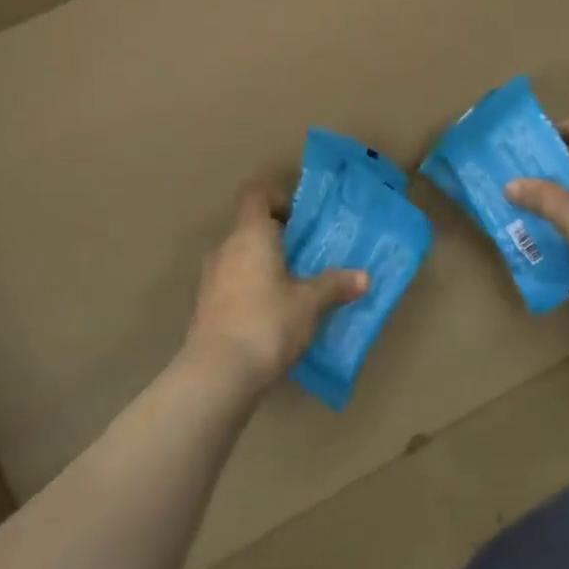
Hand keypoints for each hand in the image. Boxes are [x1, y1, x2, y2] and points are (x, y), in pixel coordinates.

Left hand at [185, 178, 367, 391]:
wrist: (217, 374)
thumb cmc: (267, 323)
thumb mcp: (309, 304)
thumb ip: (334, 285)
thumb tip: (364, 277)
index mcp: (251, 235)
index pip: (254, 195)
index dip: (275, 197)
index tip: (297, 217)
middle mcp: (225, 249)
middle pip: (248, 228)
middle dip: (276, 239)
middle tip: (304, 258)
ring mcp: (210, 278)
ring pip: (239, 258)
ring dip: (262, 266)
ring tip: (291, 290)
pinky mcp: (204, 307)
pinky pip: (230, 285)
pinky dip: (249, 290)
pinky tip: (270, 317)